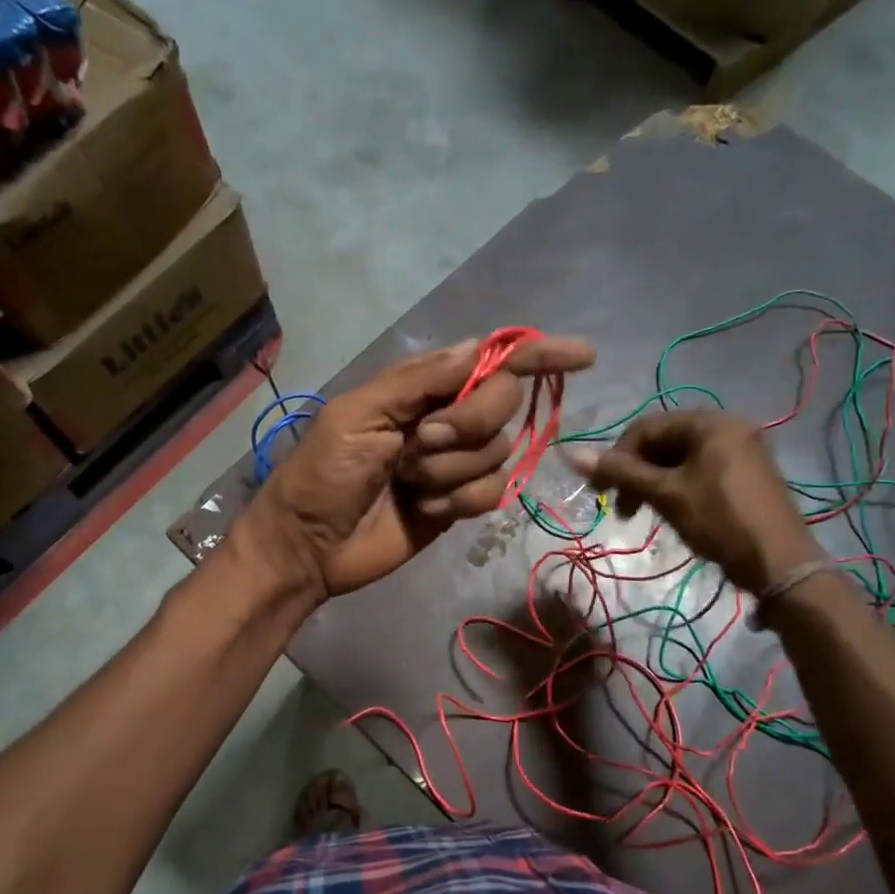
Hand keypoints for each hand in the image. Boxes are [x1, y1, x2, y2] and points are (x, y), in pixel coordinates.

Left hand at [240, 335, 594, 598]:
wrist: (310, 546)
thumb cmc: (324, 473)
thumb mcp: (358, 415)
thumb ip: (420, 381)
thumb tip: (480, 347)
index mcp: (422, 387)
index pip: (492, 361)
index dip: (537, 355)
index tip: (584, 356)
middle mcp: (447, 418)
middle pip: (502, 404)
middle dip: (469, 423)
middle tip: (421, 443)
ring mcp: (456, 463)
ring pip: (498, 453)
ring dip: (450, 471)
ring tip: (408, 484)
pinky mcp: (459, 503)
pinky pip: (492, 493)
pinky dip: (458, 501)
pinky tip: (422, 509)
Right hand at [568, 410, 822, 593]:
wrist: (780, 563)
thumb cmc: (720, 521)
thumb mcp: (666, 494)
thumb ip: (621, 472)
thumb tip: (571, 454)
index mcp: (710, 422)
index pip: (646, 428)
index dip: (617, 457)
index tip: (601, 492)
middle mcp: (728, 426)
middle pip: (664, 441)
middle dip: (636, 472)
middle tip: (621, 508)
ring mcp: (742, 450)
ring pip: (680, 457)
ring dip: (653, 482)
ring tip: (642, 513)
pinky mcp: (747, 473)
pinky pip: (700, 469)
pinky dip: (677, 486)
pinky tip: (671, 510)